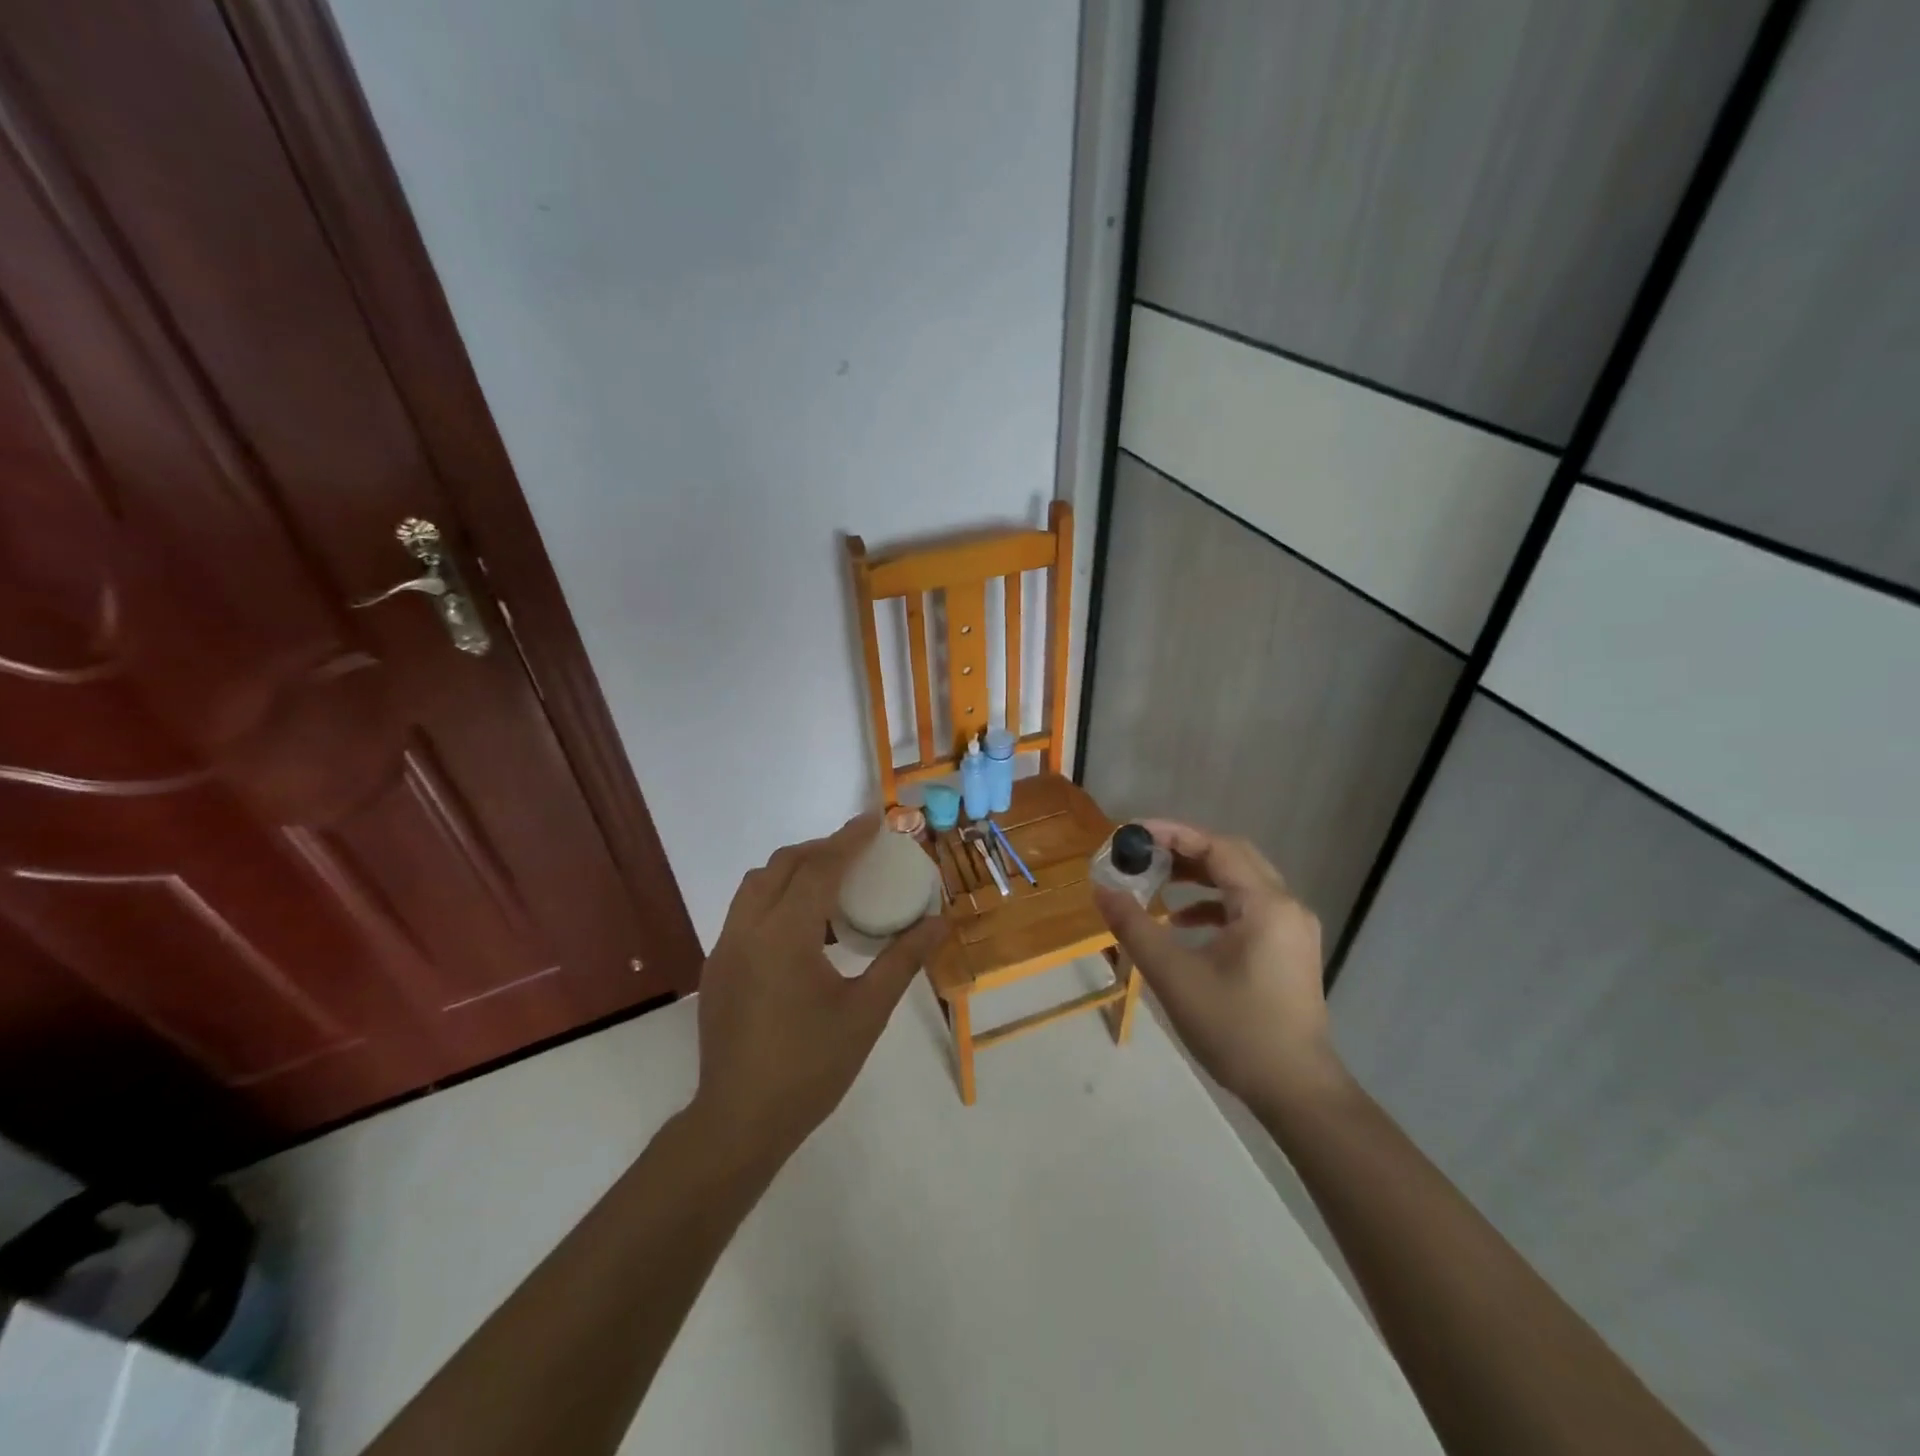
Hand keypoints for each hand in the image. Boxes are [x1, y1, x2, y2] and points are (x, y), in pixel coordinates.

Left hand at [693, 814, 947, 1162]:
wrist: (739, 1122)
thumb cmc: (810, 1067)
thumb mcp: (866, 1012)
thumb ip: (902, 960)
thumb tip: (939, 922)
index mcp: (784, 936)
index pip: (819, 867)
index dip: (849, 838)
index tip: (876, 820)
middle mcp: (747, 929)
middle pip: (783, 865)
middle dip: (822, 848)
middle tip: (859, 853)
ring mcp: (725, 947)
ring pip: (757, 883)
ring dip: (794, 870)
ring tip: (832, 885)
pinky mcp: (717, 967)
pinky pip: (746, 910)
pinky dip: (776, 897)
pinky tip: (803, 930)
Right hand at [1091, 820, 1340, 1109]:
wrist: (1296, 1091)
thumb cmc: (1236, 1029)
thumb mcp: (1174, 976)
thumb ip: (1135, 927)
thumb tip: (1102, 889)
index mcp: (1265, 904)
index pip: (1217, 847)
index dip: (1173, 834)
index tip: (1133, 833)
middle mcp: (1286, 906)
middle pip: (1232, 858)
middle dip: (1185, 851)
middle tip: (1143, 853)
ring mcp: (1292, 929)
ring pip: (1242, 882)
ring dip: (1199, 877)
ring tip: (1158, 882)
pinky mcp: (1290, 949)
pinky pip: (1249, 908)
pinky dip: (1214, 905)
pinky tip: (1183, 923)